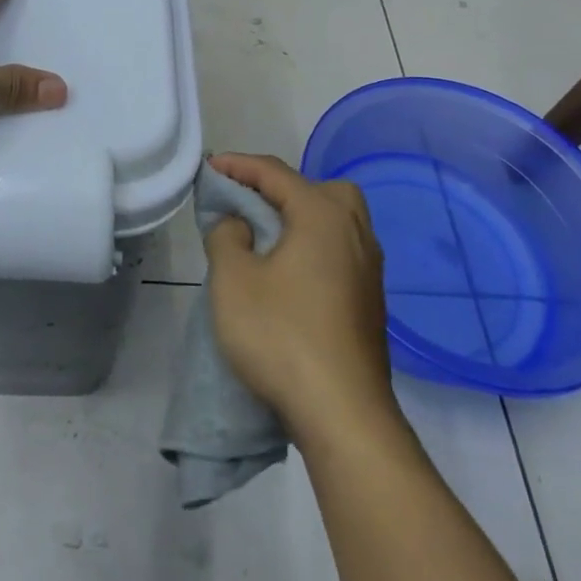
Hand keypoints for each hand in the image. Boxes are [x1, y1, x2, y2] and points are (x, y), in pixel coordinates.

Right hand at [205, 152, 393, 442]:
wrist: (343, 413)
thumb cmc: (281, 336)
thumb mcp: (233, 281)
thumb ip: (226, 236)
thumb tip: (238, 223)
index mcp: (323, 215)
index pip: (276, 173)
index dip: (238, 166)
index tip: (209, 167)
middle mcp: (355, 232)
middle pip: (319, 188)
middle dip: (280, 187)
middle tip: (247, 204)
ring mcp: (369, 268)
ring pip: (336, 220)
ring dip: (300, 217)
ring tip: (266, 237)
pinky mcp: (370, 299)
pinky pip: (340, 250)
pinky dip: (314, 245)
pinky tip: (290, 273)